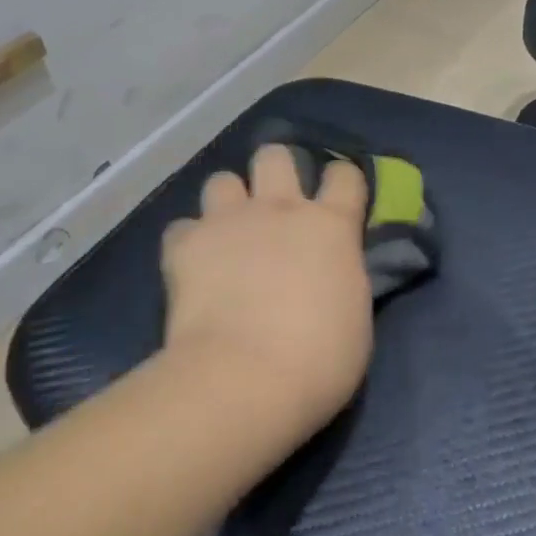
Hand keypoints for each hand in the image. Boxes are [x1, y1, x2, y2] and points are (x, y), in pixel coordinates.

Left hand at [162, 145, 373, 431]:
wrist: (245, 379)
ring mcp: (231, 221)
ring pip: (222, 179)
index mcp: (331, 225)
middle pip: (275, 156)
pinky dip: (188, 243)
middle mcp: (281, 208)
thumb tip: (331, 272)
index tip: (337, 199)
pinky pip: (181, 228)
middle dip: (274, 171)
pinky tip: (191, 266)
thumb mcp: (355, 316)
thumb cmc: (318, 360)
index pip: (345, 174)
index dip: (341, 181)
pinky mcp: (187, 244)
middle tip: (273, 205)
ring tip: (227, 232)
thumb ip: (342, 277)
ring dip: (226, 202)